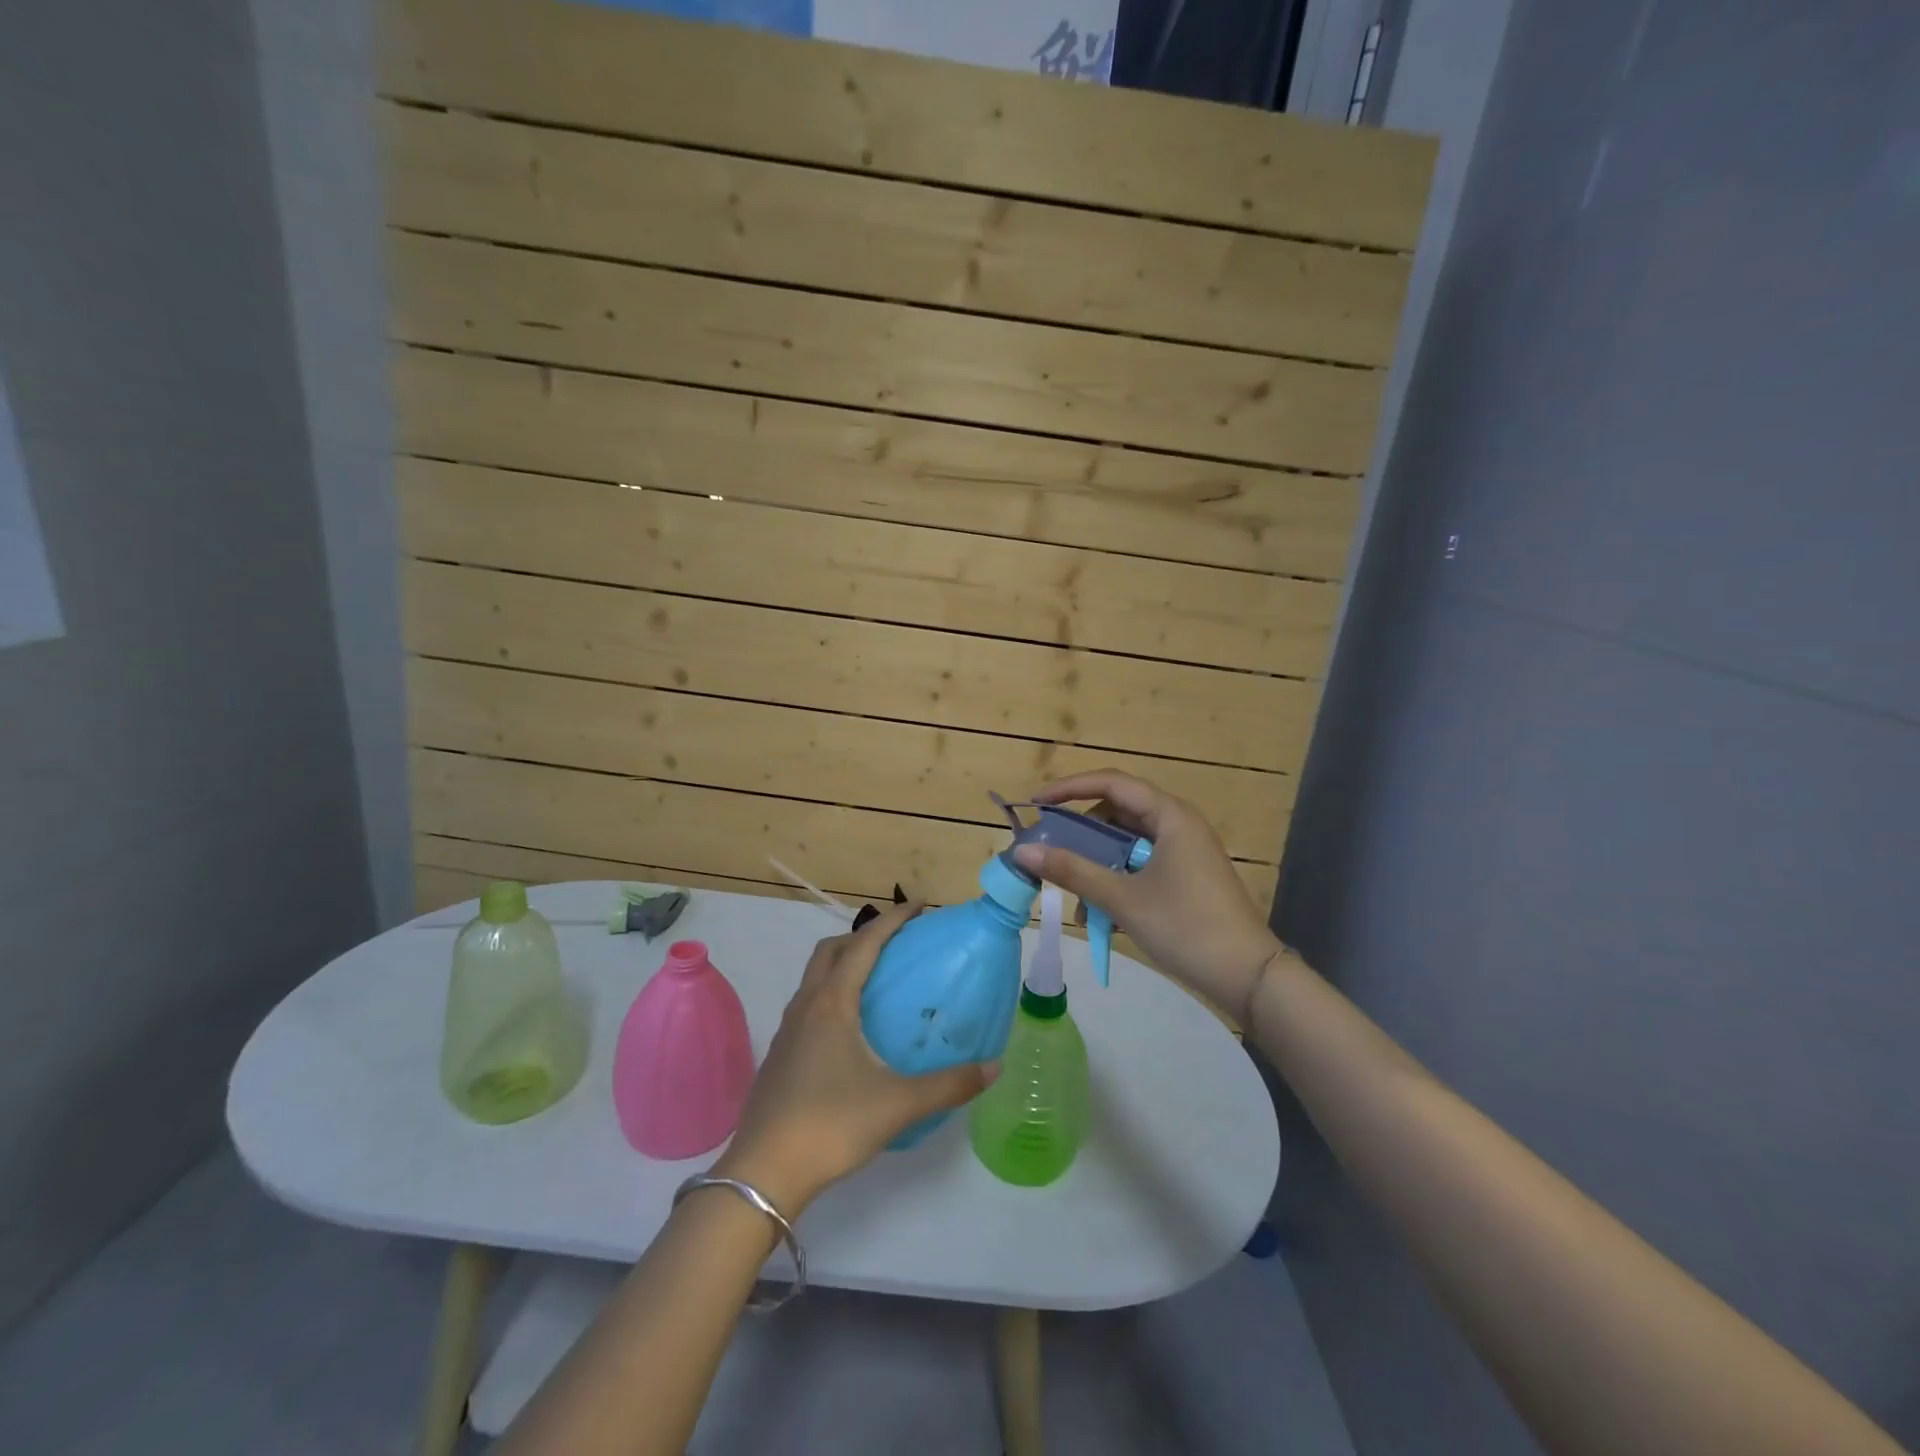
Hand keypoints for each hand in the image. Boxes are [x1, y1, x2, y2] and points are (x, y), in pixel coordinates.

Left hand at [714, 902, 998, 1214]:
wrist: (763, 1173)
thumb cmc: (831, 1124)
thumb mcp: (899, 1104)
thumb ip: (949, 1085)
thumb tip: (993, 1066)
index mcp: (832, 1004)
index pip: (864, 943)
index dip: (893, 920)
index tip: (920, 905)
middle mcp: (806, 1006)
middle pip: (831, 951)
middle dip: (863, 935)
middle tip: (897, 942)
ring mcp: (787, 1030)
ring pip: (815, 977)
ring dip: (843, 964)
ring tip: (875, 980)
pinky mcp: (780, 1055)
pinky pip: (808, 1004)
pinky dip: (831, 994)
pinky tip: (850, 1030)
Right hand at [1012, 770, 1282, 1023]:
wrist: (1249, 977)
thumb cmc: (1185, 927)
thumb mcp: (1123, 899)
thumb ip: (1072, 871)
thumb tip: (1023, 852)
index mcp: (1170, 815)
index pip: (1111, 783)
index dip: (1069, 788)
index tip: (1035, 804)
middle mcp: (1178, 823)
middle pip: (1117, 811)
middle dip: (1081, 831)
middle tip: (1049, 850)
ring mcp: (1185, 850)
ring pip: (1127, 841)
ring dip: (1097, 862)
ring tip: (1075, 894)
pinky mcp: (1186, 874)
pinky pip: (1140, 862)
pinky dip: (1116, 878)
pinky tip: (1101, 912)